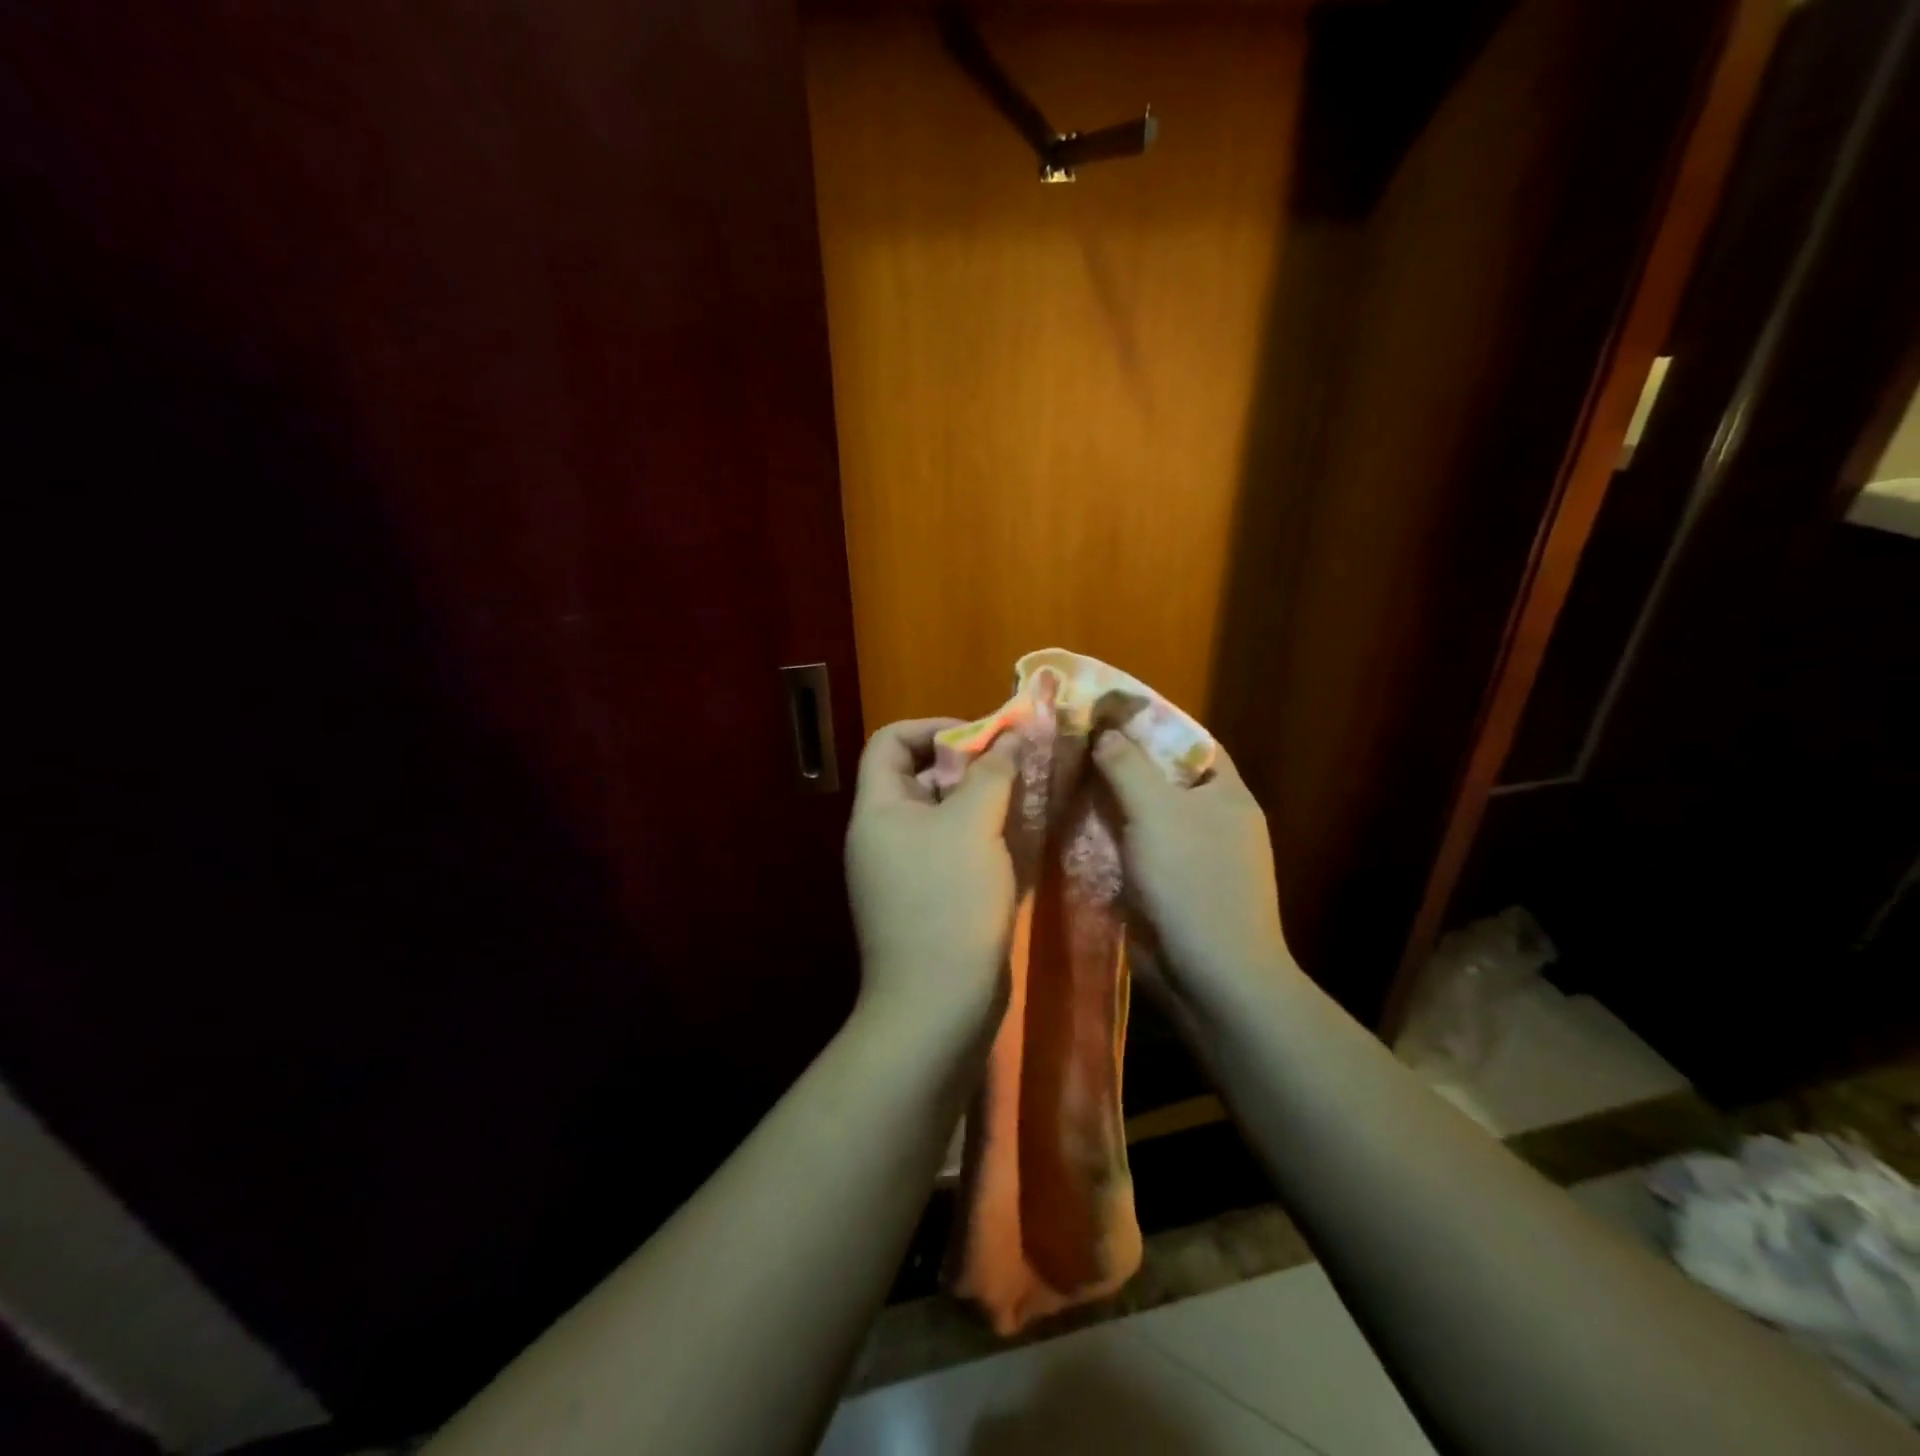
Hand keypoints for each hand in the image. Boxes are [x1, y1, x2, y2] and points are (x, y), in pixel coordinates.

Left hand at [845, 718, 1021, 1034]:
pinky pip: (952, 851)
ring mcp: (903, 871)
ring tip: (1025, 798)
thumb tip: (1011, 735)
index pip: (890, 742)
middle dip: (968, 765)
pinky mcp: (926, 900)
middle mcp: (883, 835)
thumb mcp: (973, 825)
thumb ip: (992, 773)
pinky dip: (981, 838)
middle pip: (920, 776)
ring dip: (981, 802)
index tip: (984, 737)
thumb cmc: (948, 901)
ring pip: (942, 816)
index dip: (933, 727)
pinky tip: (1018, 841)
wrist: (937, 1006)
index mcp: (878, 810)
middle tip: (1016, 766)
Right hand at [1091, 732, 1300, 1015]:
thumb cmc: (1193, 882)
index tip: (1103, 711)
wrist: (1210, 976)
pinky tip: (1069, 823)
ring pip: (1141, 815)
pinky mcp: (1164, 886)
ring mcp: (1187, 856)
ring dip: (1106, 800)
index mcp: (1224, 794)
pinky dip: (1104, 836)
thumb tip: (1105, 730)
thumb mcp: (1158, 812)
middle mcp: (1210, 820)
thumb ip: (1128, 765)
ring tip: (1061, 776)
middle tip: (1070, 742)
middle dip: (1118, 761)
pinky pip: (1131, 849)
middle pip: (1160, 778)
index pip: (1188, 741)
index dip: (1149, 722)